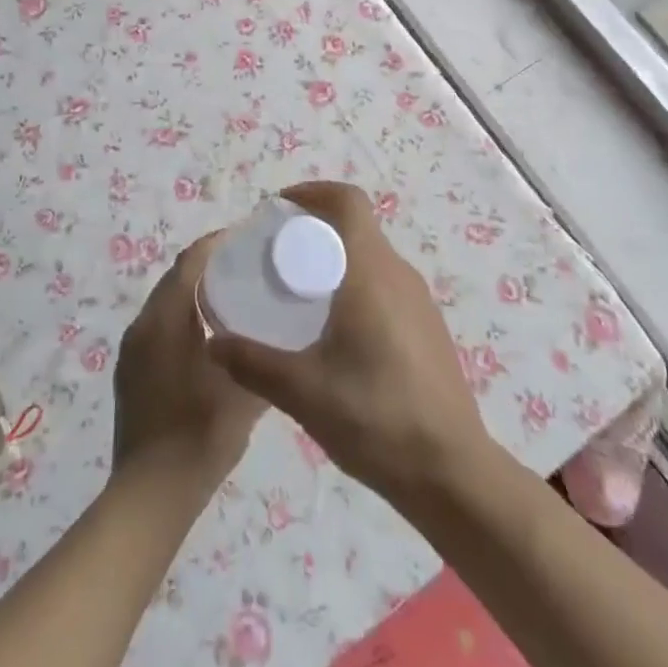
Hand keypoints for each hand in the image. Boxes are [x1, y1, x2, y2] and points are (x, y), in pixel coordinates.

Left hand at [112, 233, 265, 495]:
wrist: (150, 495)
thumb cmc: (199, 436)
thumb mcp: (243, 394)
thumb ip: (262, 359)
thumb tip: (282, 335)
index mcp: (164, 321)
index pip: (189, 262)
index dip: (216, 243)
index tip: (247, 236)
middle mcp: (142, 326)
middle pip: (175, 278)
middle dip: (207, 264)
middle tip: (246, 263)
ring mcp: (132, 350)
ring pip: (166, 302)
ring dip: (194, 290)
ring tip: (233, 293)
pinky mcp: (131, 371)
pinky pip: (159, 325)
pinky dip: (183, 316)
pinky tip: (210, 333)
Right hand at [210, 181, 489, 501]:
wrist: (452, 474)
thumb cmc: (376, 418)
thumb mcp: (303, 392)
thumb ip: (253, 363)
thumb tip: (215, 343)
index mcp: (372, 272)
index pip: (348, 201)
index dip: (312, 192)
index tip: (278, 210)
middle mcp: (399, 275)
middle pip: (357, 226)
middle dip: (315, 228)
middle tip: (276, 255)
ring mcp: (419, 302)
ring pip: (371, 257)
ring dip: (336, 258)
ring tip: (299, 292)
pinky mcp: (427, 329)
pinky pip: (385, 285)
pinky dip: (355, 285)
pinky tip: (335, 332)